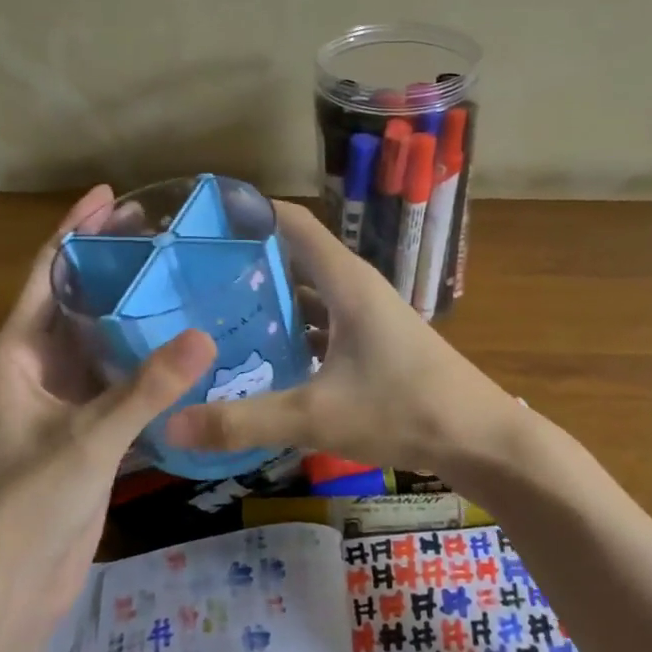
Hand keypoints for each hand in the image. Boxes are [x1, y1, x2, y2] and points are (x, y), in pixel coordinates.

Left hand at [0, 185, 214, 620]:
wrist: (14, 582)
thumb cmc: (31, 502)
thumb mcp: (90, 438)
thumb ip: (146, 388)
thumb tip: (205, 335)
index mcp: (20, 353)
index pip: (48, 273)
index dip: (76, 230)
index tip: (113, 196)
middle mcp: (41, 366)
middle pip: (80, 297)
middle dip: (114, 261)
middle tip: (163, 230)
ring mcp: (67, 396)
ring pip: (104, 335)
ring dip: (136, 307)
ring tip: (183, 276)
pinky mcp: (92, 425)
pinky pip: (123, 374)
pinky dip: (150, 354)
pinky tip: (188, 343)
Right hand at [165, 202, 528, 502]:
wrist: (480, 439)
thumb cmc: (404, 409)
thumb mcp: (317, 416)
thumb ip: (244, 420)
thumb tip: (171, 424)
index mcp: (345, 279)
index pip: (289, 221)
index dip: (247, 212)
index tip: (198, 222)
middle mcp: (355, 287)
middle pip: (293, 257)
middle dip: (245, 262)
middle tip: (188, 278)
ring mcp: (367, 316)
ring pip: (308, 295)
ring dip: (268, 301)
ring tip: (213, 315)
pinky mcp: (373, 345)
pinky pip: (322, 325)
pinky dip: (292, 333)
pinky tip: (261, 359)